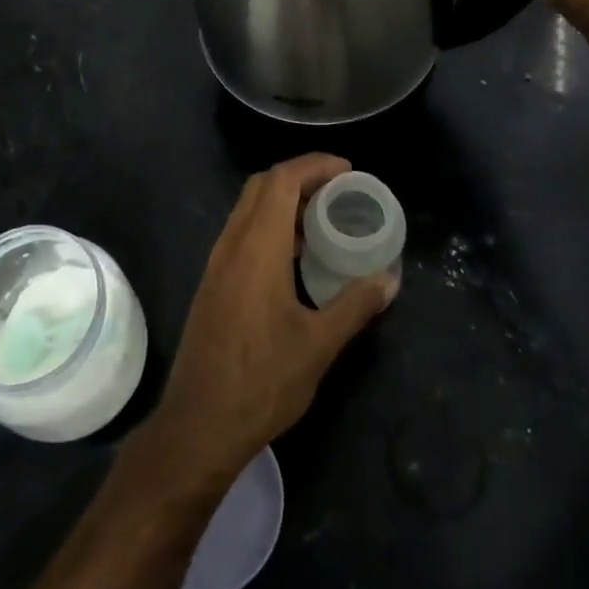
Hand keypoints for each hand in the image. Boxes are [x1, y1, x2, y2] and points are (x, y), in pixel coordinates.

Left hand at [142, 154, 395, 488]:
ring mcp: (218, 262)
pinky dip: (269, 223)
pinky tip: (294, 253)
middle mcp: (232, 243)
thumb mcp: (318, 345)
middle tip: (337, 188)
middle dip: (300, 176)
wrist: (199, 423)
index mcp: (257, 247)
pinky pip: (242, 231)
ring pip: (248, 207)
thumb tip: (389, 280)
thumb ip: (355, 305)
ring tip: (321, 216)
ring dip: (283, 199)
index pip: (282, 180)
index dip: (314, 165)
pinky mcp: (213, 281)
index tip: (347, 169)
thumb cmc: (262, 381)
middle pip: (262, 185)